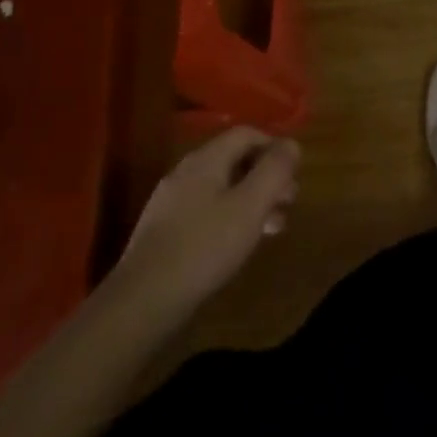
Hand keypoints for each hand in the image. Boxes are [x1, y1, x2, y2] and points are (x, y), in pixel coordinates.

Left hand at [112, 128, 299, 317]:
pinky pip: (206, 211)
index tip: (294, 172)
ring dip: (252, 200)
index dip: (274, 146)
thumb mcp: (250, 205)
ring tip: (272, 228)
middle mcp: (186, 173)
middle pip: (235, 160)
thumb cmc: (204, 247)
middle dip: (266, 177)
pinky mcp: (164, 232)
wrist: (141, 302)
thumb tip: (291, 144)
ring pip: (222, 188)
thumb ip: (274, 170)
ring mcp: (171, 203)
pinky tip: (238, 244)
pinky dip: (230, 218)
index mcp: (206, 160)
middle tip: (289, 202)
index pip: (246, 133)